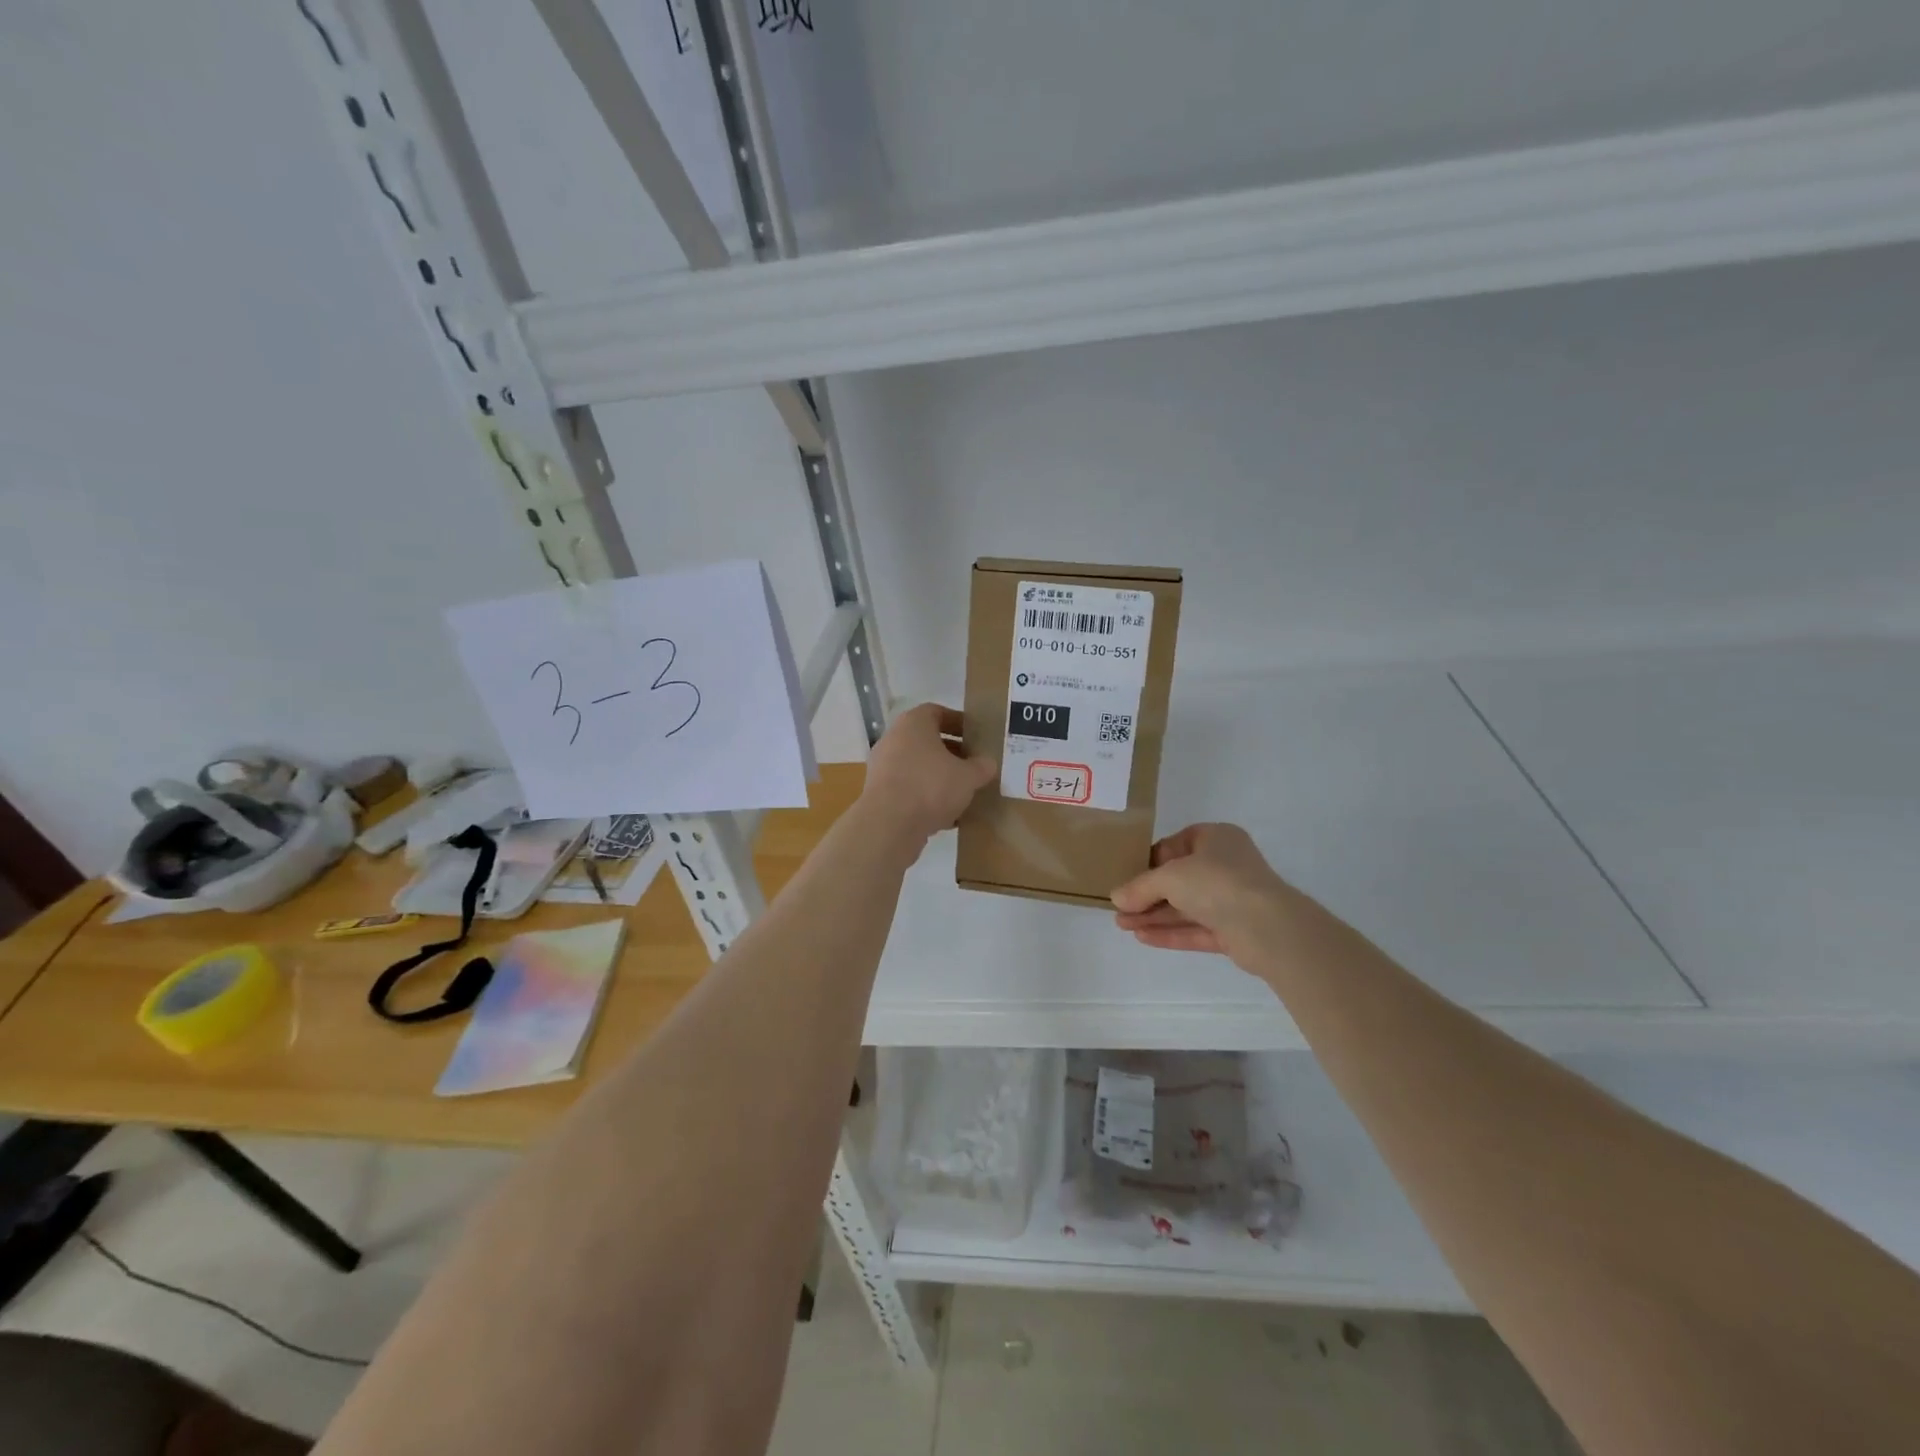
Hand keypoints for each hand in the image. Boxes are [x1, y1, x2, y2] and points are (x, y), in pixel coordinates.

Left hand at [858, 704, 996, 848]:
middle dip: (952, 754)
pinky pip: (909, 789)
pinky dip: (926, 798)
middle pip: (927, 741)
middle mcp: (894, 740)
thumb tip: (988, 764)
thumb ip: (981, 767)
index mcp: (913, 724)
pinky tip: (947, 816)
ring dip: (940, 778)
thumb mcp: (968, 776)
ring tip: (963, 793)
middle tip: (973, 766)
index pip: (937, 712)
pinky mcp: (880, 794)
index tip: (976, 736)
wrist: (889, 824)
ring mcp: (883, 767)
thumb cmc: (931, 786)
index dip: (958, 722)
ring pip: (918, 767)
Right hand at [1112, 823, 1291, 954]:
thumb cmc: (1217, 882)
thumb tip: (1116, 898)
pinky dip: (1170, 932)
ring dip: (1154, 915)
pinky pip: (1196, 929)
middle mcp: (1226, 866)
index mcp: (1216, 839)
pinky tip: (1142, 938)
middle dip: (1147, 894)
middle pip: (1179, 879)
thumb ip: (1140, 887)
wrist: (1268, 927)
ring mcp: (1232, 899)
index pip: (1176, 845)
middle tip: (1119, 906)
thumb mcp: (1169, 876)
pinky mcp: (1234, 931)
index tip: (1127, 875)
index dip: (1150, 860)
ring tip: (1121, 925)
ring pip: (1186, 906)